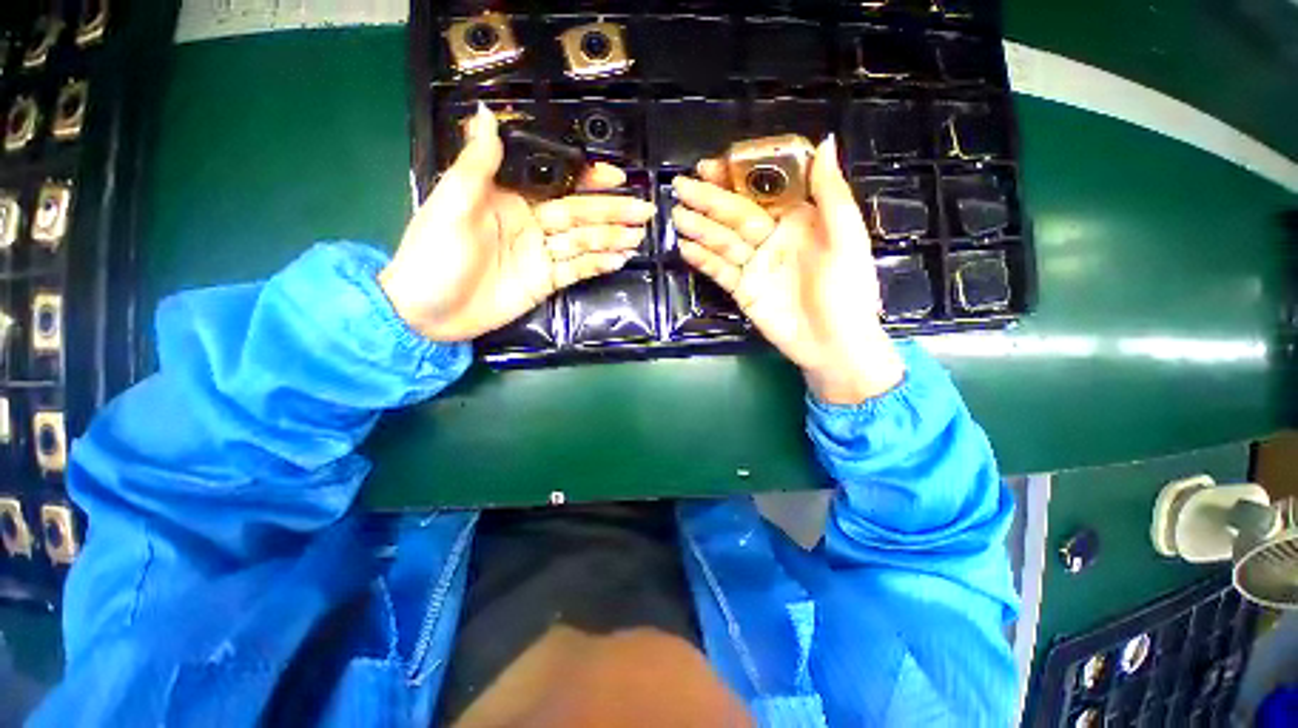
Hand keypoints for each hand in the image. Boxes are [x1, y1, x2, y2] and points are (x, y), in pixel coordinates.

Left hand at [379, 104, 655, 341]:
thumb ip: (477, 164)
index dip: (588, 180)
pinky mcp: (545, 283)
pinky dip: (598, 265)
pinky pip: (577, 270)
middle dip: (612, 212)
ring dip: (612, 239)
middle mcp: (531, 224)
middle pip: (579, 215)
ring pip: (583, 242)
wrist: (426, 312)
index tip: (617, 177)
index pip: (558, 184)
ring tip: (639, 235)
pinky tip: (619, 259)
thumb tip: (488, 114)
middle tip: (645, 211)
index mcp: (509, 199)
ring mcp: (541, 256)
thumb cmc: (432, 254)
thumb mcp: (451, 204)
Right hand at [671, 136, 904, 404]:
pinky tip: (685, 248)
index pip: (763, 191)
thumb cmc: (847, 291)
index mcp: (799, 219)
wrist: (833, 344)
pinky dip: (702, 260)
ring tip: (676, 216)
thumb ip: (831, 194)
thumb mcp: (847, 239)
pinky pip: (719, 271)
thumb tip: (824, 143)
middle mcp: (773, 238)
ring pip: (723, 241)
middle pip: (736, 214)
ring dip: (699, 228)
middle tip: (680, 186)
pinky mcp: (743, 289)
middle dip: (708, 199)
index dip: (737, 177)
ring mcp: (755, 265)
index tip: (711, 166)